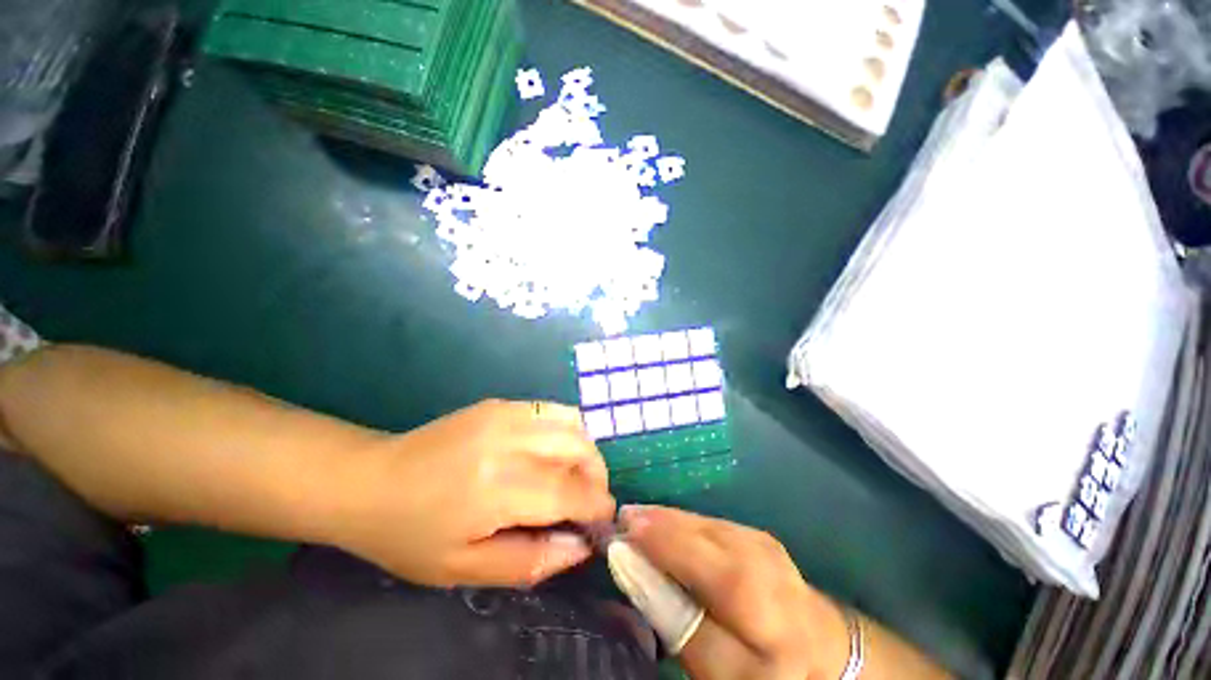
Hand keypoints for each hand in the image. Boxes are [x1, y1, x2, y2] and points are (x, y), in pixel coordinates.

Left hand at [336, 400, 615, 587]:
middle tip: (586, 499)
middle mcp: (509, 441)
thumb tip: (579, 547)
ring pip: (572, 422)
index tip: (604, 519)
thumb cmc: (411, 534)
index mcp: (498, 488)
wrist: (369, 480)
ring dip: (583, 450)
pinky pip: (551, 409)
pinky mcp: (500, 403)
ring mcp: (505, 414)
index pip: (570, 492)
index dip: (596, 505)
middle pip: (579, 448)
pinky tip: (549, 451)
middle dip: (596, 475)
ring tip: (570, 473)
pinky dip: (565, 430)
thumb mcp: (464, 569)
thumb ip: (530, 561)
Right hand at [621, 506, 850, 679]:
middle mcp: (762, 566)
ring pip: (701, 524)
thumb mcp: (720, 668)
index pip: (698, 571)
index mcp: (759, 611)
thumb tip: (634, 571)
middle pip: (699, 539)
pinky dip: (681, 522)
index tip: (618, 539)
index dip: (657, 551)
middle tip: (619, 521)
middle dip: (655, 526)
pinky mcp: (756, 533)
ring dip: (664, 519)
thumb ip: (676, 621)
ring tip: (634, 517)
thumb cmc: (764, 667)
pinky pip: (709, 522)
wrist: (820, 647)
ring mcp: (761, 543)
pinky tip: (663, 523)